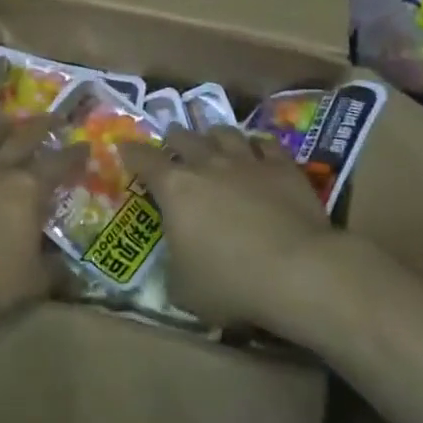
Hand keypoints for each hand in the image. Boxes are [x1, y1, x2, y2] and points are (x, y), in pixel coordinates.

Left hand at [0, 116, 86, 318]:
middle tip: (55, 115)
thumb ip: (52, 275)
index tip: (85, 145)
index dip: (74, 155)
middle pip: (24, 137)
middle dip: (43, 125)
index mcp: (28, 190)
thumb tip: (74, 275)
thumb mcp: (28, 284)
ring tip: (7, 115)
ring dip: (0, 124)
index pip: (58, 165)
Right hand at [118, 126, 335, 328]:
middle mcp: (207, 164)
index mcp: (175, 189)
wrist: (298, 271)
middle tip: (172, 142)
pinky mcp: (284, 167)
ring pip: (225, 133)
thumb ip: (173, 266)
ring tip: (213, 140)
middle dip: (174, 138)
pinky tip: (259, 150)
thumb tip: (176, 261)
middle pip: (184, 137)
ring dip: (214, 135)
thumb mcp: (184, 289)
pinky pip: (267, 144)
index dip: (131, 152)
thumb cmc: (230, 284)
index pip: (144, 160)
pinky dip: (258, 145)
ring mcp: (247, 161)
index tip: (124, 146)